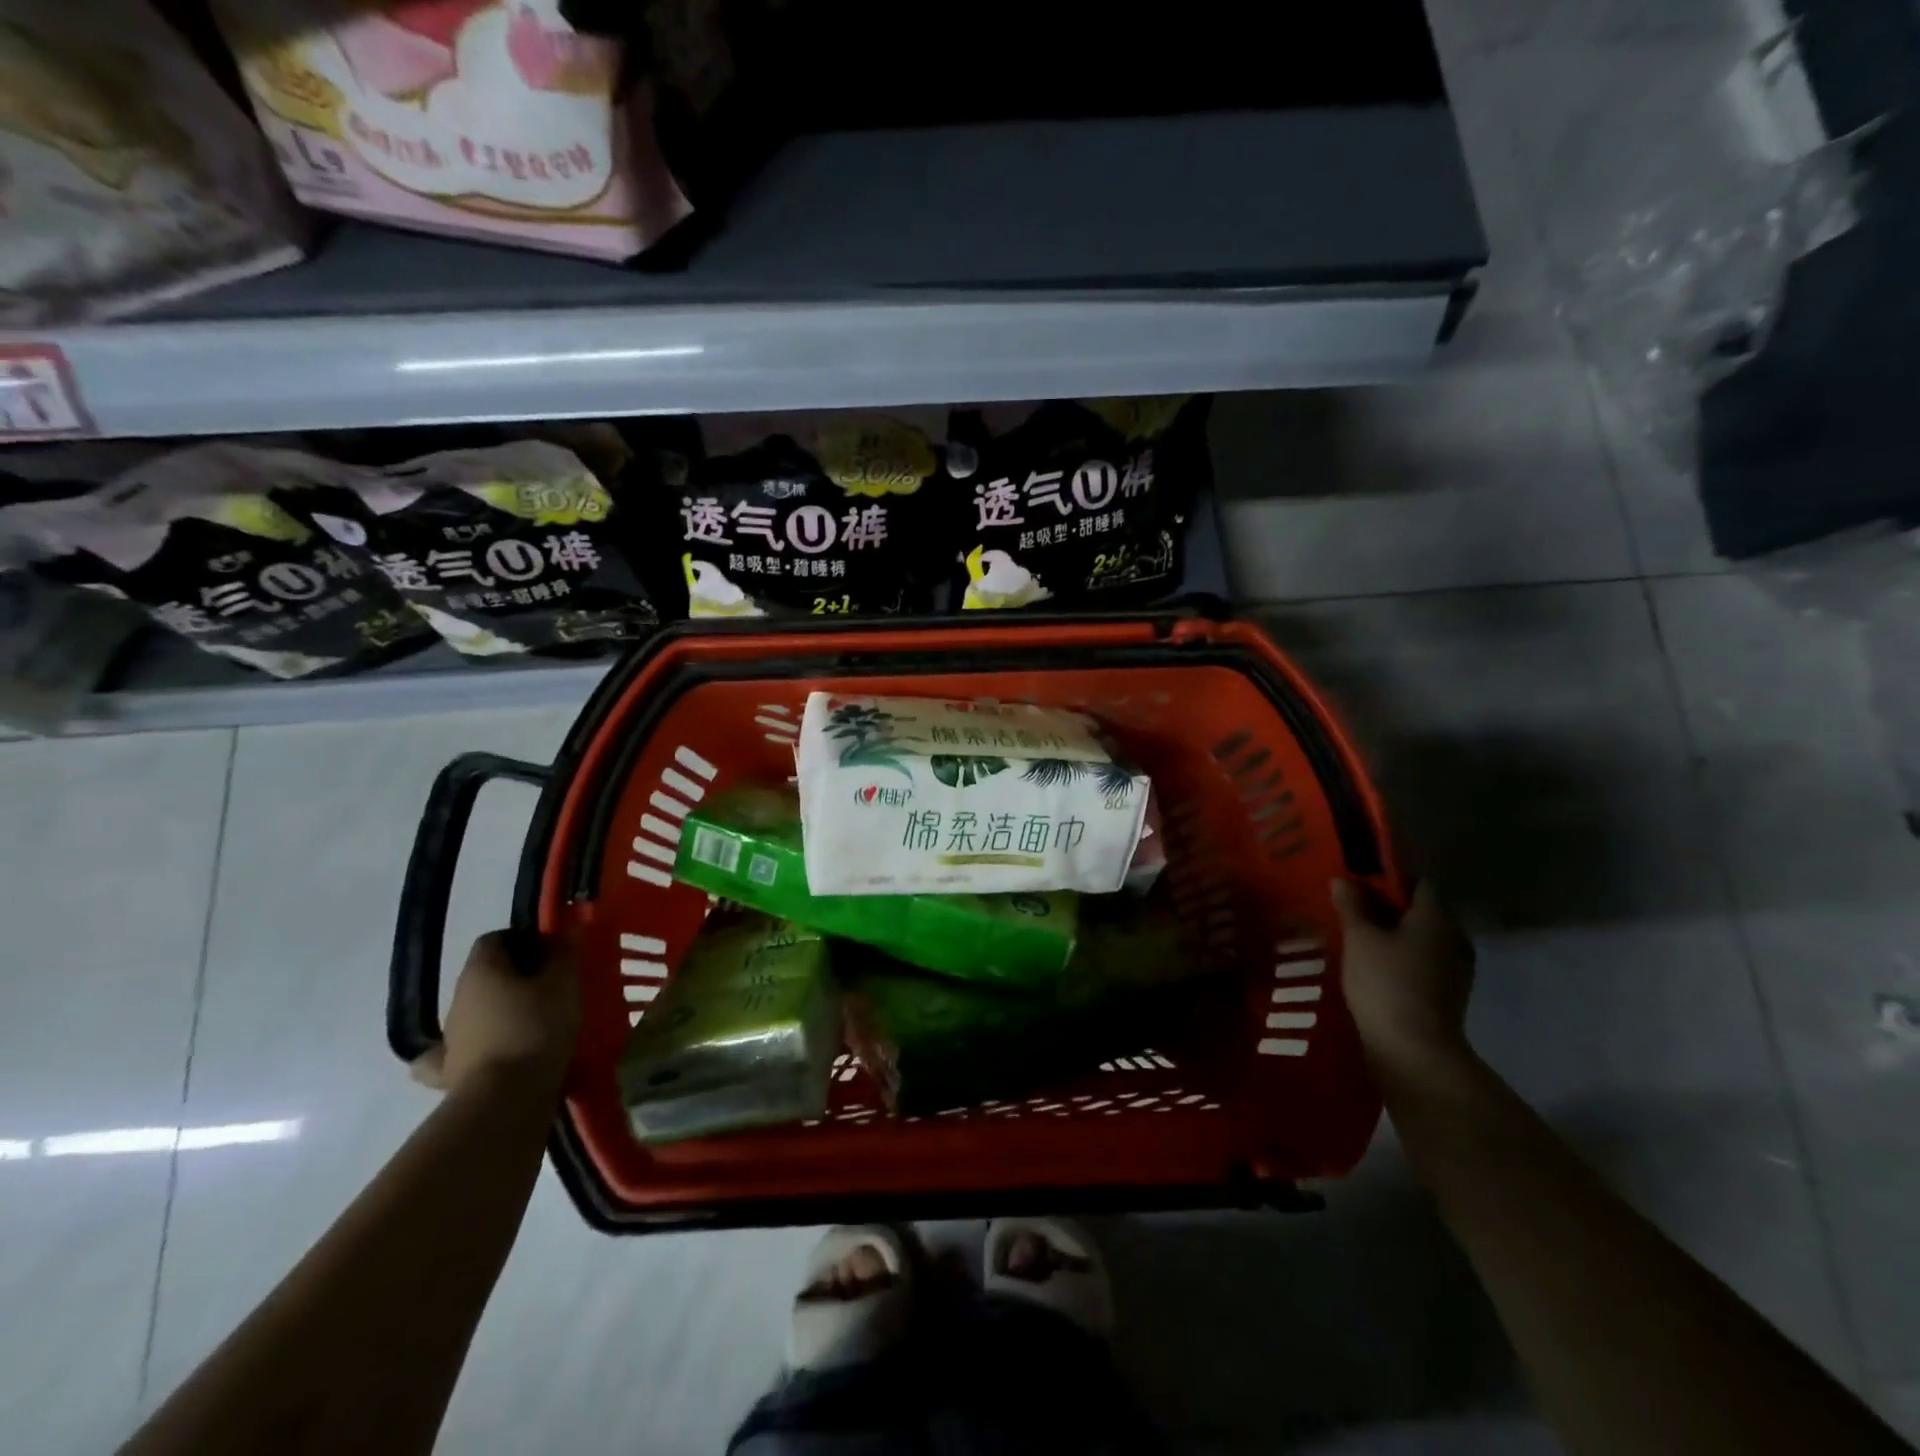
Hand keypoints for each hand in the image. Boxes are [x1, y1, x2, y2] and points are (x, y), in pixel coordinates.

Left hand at [411, 929, 580, 1094]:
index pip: (496, 938)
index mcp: (481, 970)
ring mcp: (451, 1036)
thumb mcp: (564, 982)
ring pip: (478, 1010)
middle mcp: (458, 997)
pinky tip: (492, 1052)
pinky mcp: (450, 1071)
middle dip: (518, 975)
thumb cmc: (537, 1027)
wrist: (506, 1097)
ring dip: (502, 1009)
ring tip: (539, 1021)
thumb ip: (566, 952)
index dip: (526, 939)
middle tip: (553, 985)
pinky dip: (475, 1048)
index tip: (554, 952)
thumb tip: (569, 925)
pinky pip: (459, 1052)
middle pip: (487, 974)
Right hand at [1332, 879, 1475, 1077]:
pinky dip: (1397, 957)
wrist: (1414, 1051)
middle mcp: (1453, 938)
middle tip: (1349, 906)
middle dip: (1386, 906)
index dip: (1388, 877)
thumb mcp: (1359, 938)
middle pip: (1419, 911)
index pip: (1417, 883)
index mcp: (1437, 917)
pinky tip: (1369, 964)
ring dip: (1391, 934)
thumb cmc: (1386, 982)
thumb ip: (1351, 905)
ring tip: (1354, 935)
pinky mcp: (1445, 994)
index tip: (1357, 879)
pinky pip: (1419, 962)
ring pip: (1419, 938)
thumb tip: (1343, 879)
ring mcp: (1454, 969)